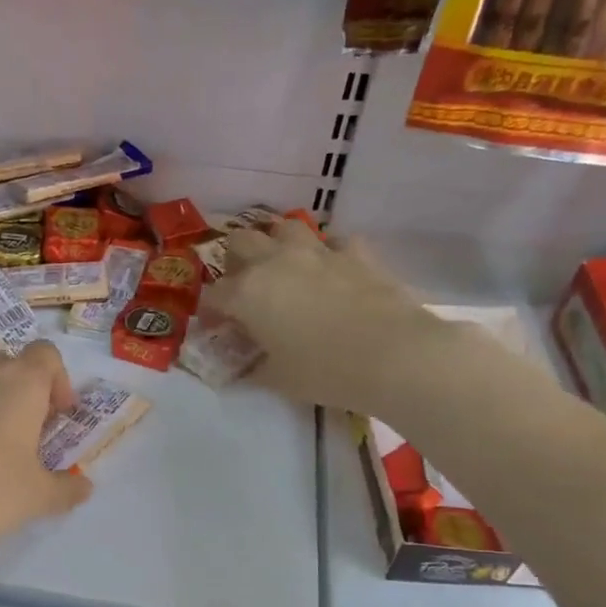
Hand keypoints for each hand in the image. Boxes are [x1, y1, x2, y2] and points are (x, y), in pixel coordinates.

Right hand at [211, 221, 424, 411]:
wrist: (394, 355)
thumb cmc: (325, 371)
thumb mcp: (278, 379)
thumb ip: (255, 366)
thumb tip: (247, 365)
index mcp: (247, 293)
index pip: (213, 294)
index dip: (210, 311)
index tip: (217, 328)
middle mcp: (276, 262)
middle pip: (242, 242)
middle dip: (236, 261)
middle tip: (245, 287)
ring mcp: (318, 252)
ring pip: (285, 228)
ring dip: (278, 244)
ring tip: (284, 268)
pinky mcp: (356, 253)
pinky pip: (335, 243)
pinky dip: (328, 254)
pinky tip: (333, 272)